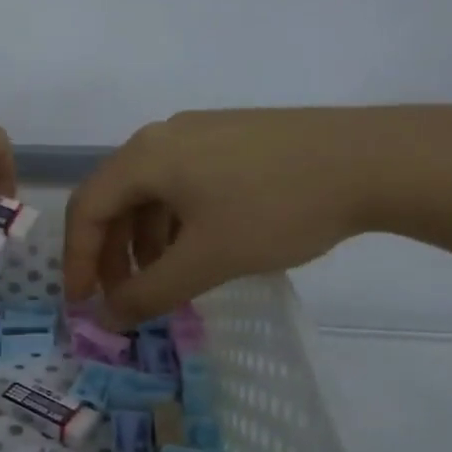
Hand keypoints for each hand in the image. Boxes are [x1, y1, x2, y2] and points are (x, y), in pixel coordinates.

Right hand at [63, 106, 451, 324]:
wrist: (375, 160)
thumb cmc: (276, 209)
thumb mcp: (207, 259)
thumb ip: (150, 293)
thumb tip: (107, 319)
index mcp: (145, 156)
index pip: (87, 208)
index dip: (77, 260)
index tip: (83, 305)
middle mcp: (163, 136)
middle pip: (115, 198)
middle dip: (111, 254)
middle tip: (124, 298)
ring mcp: (201, 132)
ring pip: (151, 192)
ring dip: (145, 241)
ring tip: (166, 280)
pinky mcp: (233, 138)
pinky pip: (183, 182)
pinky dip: (176, 222)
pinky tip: (201, 248)